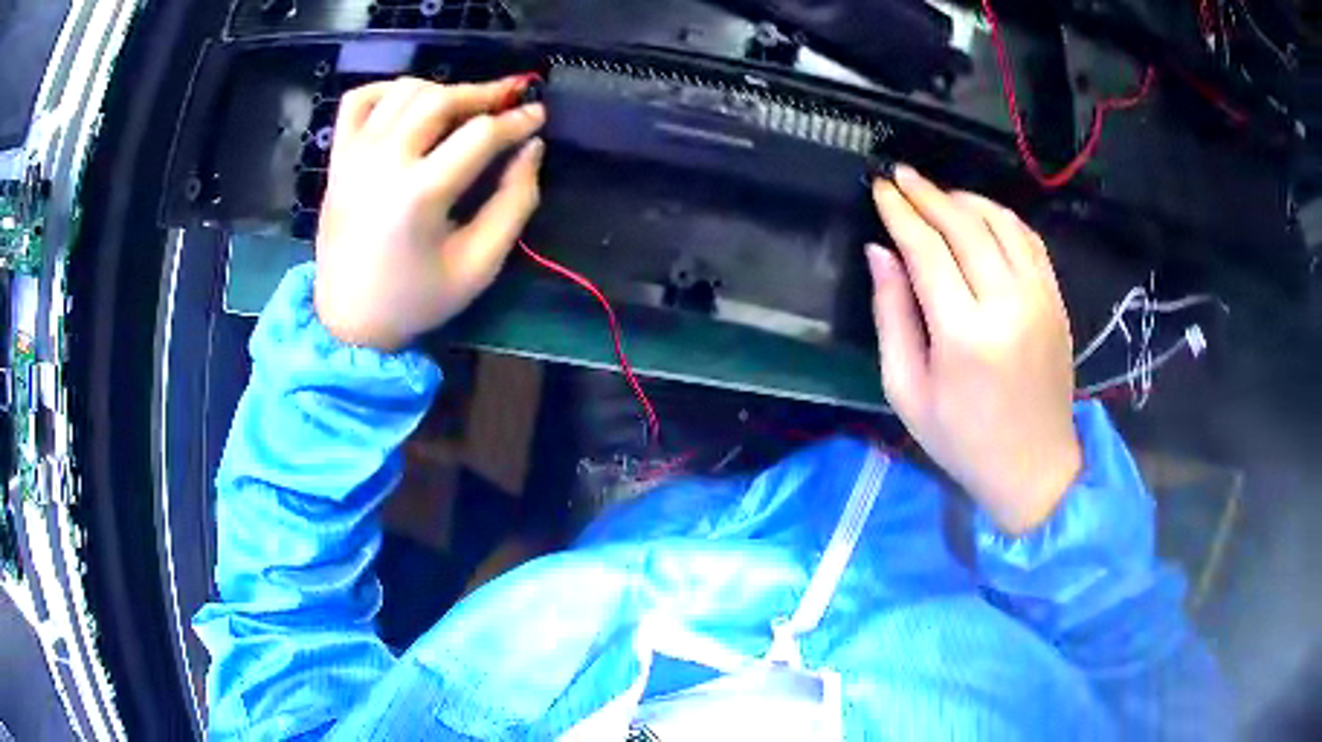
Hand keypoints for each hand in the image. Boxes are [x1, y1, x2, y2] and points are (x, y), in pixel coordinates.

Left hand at [314, 76, 544, 350]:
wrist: (348, 320)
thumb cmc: (416, 298)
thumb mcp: (479, 265)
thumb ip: (514, 203)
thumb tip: (532, 148)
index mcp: (419, 195)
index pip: (479, 135)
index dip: (517, 120)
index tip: (538, 114)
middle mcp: (382, 163)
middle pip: (440, 100)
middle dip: (484, 92)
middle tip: (511, 96)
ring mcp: (354, 156)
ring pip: (403, 91)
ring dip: (441, 89)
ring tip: (463, 106)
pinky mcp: (337, 158)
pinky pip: (358, 100)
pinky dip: (387, 90)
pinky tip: (409, 102)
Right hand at [868, 166, 1081, 534]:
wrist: (1034, 468)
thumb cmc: (962, 440)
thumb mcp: (907, 391)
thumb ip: (891, 316)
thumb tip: (880, 253)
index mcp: (964, 335)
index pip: (927, 249)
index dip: (899, 212)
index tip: (878, 188)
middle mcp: (1007, 305)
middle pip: (964, 225)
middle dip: (927, 194)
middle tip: (899, 175)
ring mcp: (1040, 299)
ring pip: (1001, 223)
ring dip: (965, 199)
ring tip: (936, 194)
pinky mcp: (1056, 301)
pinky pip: (1029, 240)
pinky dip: (1001, 217)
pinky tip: (980, 216)